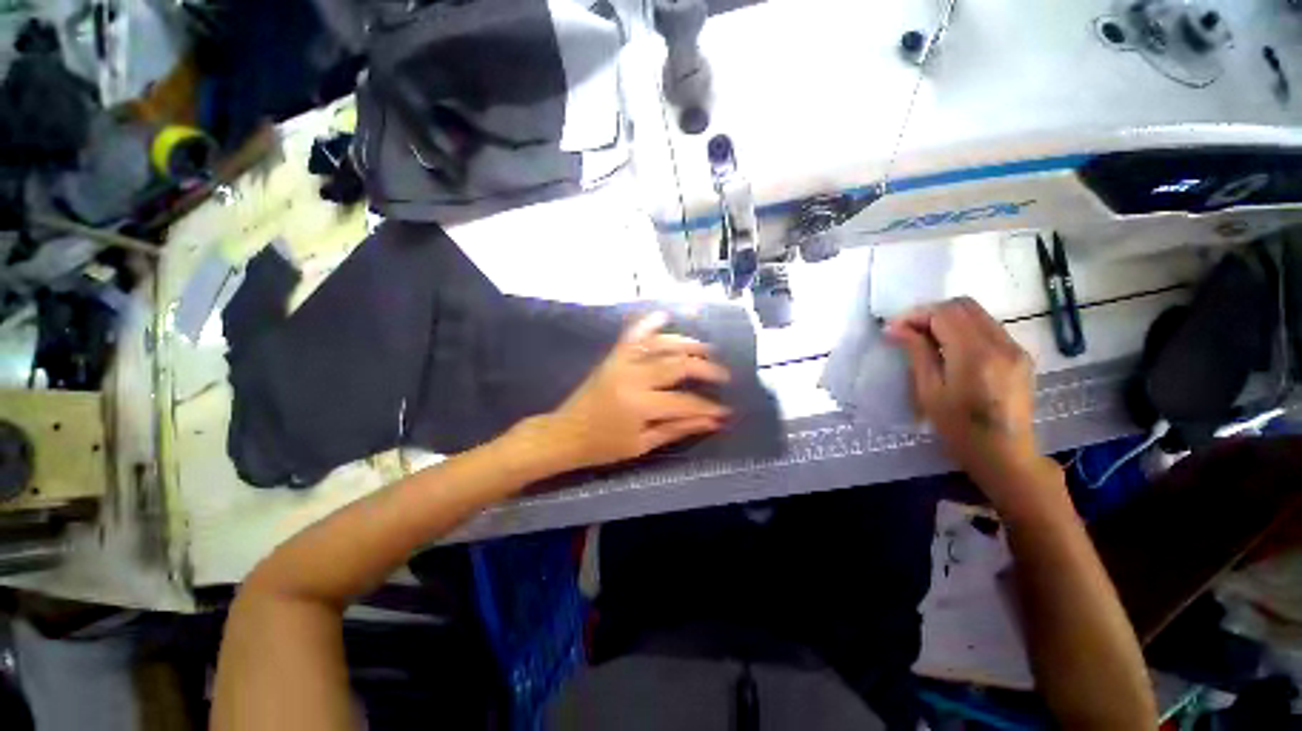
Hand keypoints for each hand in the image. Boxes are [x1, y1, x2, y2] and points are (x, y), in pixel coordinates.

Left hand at [541, 312, 730, 470]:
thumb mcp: (643, 444)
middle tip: (723, 375)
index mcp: (640, 404)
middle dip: (705, 368)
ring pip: (661, 344)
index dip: (708, 406)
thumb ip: (679, 428)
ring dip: (687, 343)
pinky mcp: (613, 357)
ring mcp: (622, 362)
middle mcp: (633, 376)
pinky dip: (649, 323)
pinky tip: (664, 315)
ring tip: (707, 349)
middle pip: (678, 364)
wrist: (564, 433)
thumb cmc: (603, 446)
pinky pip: (633, 334)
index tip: (725, 410)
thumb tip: (713, 421)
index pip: (684, 402)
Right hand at [885, 298, 1058, 502]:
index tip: (893, 329)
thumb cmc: (959, 429)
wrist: (1006, 455)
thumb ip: (917, 353)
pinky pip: (988, 327)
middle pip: (963, 306)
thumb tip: (896, 328)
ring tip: (924, 339)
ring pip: (977, 314)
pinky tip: (948, 348)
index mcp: (976, 355)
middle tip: (907, 331)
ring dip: (947, 319)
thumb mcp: (929, 392)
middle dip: (931, 312)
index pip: (944, 314)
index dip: (915, 315)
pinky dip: (963, 328)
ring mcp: (1015, 348)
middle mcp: (1001, 343)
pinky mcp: (1020, 355)